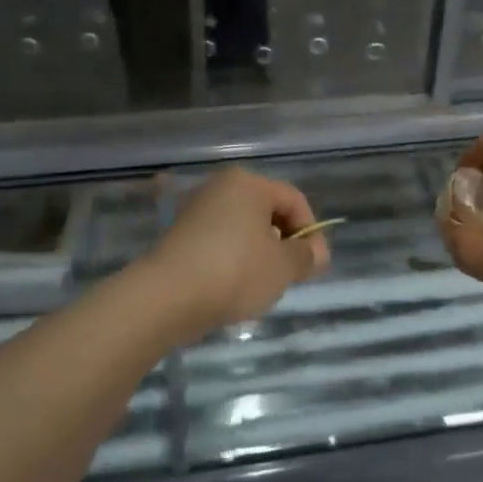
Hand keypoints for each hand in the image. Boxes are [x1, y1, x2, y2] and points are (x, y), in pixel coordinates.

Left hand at [141, 168, 329, 332]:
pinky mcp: (178, 236)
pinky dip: (232, 260)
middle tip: (289, 275)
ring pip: (242, 229)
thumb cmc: (235, 272)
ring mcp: (195, 211)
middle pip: (267, 212)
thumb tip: (316, 252)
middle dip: (284, 242)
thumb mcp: (284, 266)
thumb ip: (307, 255)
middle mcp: (219, 187)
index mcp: (248, 183)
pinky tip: (231, 287)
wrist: (166, 298)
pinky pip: (219, 242)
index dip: (311, 231)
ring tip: (260, 285)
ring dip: (258, 253)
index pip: (294, 200)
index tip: (313, 264)